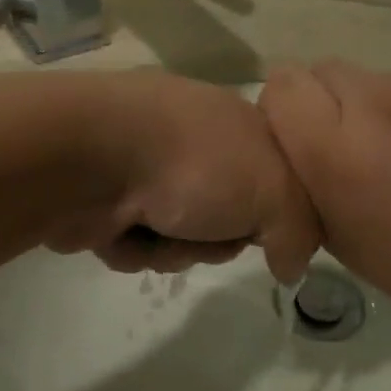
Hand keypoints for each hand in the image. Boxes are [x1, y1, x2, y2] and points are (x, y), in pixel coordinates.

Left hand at [43, 71, 320, 283]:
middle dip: (218, 238)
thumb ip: (299, 231)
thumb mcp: (275, 192)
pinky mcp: (107, 198)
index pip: (277, 178)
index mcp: (237, 125)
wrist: (91, 157)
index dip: (276, 212)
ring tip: (156, 230)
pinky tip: (123, 232)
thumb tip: (289, 265)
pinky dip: (136, 247)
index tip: (270, 229)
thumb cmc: (195, 164)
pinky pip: (139, 243)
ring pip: (182, 237)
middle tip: (208, 230)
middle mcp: (193, 143)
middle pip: (228, 217)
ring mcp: (146, 169)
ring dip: (175, 247)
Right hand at [259, 61, 390, 343]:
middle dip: (328, 107)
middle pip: (323, 72)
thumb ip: (307, 184)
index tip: (304, 146)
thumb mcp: (343, 241)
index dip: (285, 112)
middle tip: (358, 154)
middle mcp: (379, 103)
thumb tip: (300, 149)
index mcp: (340, 152)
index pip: (281, 86)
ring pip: (377, 80)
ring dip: (378, 112)